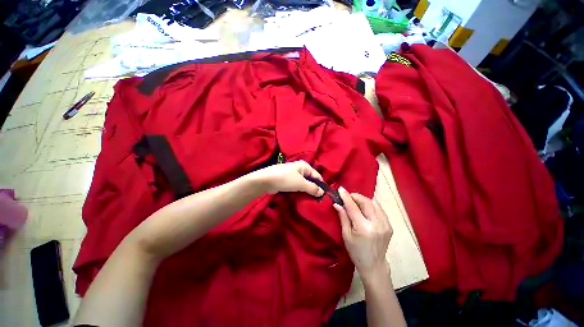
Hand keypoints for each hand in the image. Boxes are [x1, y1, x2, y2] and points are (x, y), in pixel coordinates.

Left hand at [250, 160, 324, 196]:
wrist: (265, 180)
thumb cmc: (285, 179)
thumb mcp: (301, 184)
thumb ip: (312, 188)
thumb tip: (322, 192)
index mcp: (304, 166)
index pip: (317, 175)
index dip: (320, 185)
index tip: (323, 196)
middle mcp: (299, 168)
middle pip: (310, 179)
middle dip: (313, 188)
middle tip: (317, 199)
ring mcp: (292, 174)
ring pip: (303, 183)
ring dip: (306, 190)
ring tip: (310, 199)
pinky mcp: (287, 180)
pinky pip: (296, 185)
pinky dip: (299, 190)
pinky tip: (301, 196)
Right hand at [333, 187, 392, 280]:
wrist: (374, 265)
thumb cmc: (356, 251)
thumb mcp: (346, 235)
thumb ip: (343, 217)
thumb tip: (337, 203)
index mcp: (364, 228)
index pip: (353, 207)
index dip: (346, 197)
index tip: (340, 189)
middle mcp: (377, 224)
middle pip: (366, 202)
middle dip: (356, 196)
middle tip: (347, 196)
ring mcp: (385, 224)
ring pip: (374, 203)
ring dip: (363, 199)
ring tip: (355, 201)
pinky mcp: (389, 225)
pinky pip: (379, 209)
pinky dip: (371, 205)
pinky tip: (365, 208)